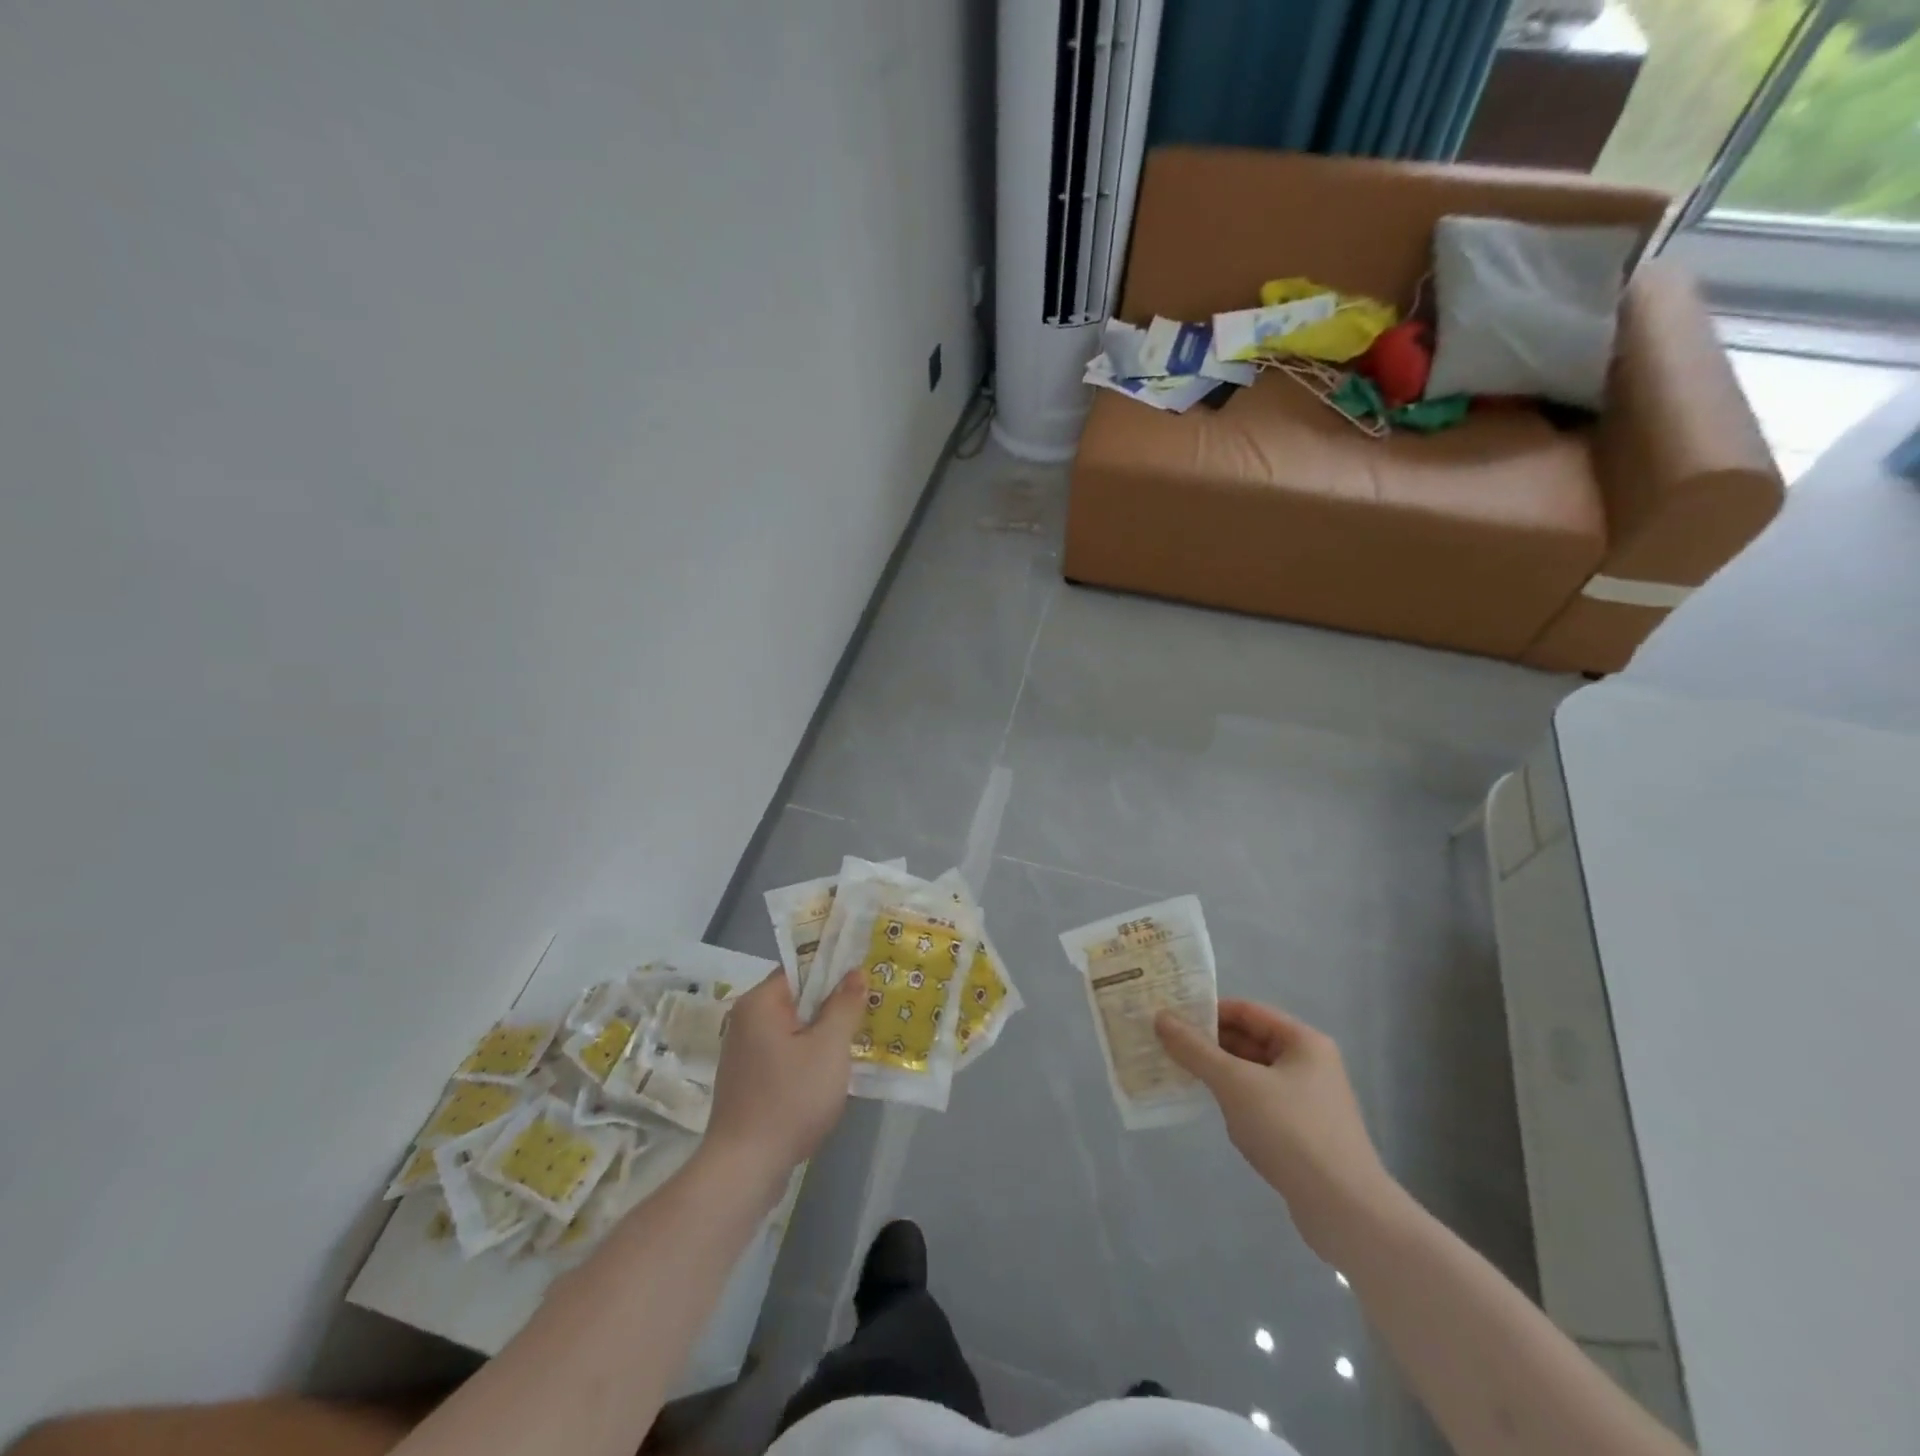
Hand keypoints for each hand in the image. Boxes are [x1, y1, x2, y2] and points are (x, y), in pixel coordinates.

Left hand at [704, 969, 866, 1180]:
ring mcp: (745, 1053)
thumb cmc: (789, 1099)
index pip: (800, 969)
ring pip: (793, 1029)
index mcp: (759, 1003)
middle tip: (870, 1007)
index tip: (865, 977)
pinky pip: (785, 1053)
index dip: (834, 970)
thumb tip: (854, 973)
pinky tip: (832, 1071)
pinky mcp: (749, 1081)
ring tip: (859, 1037)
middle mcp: (746, 1021)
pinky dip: (808, 1056)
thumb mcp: (828, 1048)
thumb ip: (844, 1006)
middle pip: (797, 999)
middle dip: (832, 1003)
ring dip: (823, 1033)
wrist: (745, 1169)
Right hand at [1156, 999, 1393, 1260]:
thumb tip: (1161, 1018)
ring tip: (1178, 1074)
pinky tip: (1214, 1111)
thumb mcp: (1235, 1084)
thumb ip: (1195, 1050)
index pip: (1246, 1011)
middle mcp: (1309, 1063)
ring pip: (1252, 1073)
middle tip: (1165, 1044)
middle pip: (1249, 1041)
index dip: (1207, 1011)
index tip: (1170, 1017)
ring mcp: (1308, 1099)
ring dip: (1219, 1073)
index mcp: (1302, 1041)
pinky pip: (1260, 1102)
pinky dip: (1235, 1101)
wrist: (1346, 1211)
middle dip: (1209, 1044)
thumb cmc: (1291, 1131)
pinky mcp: (1304, 1132)